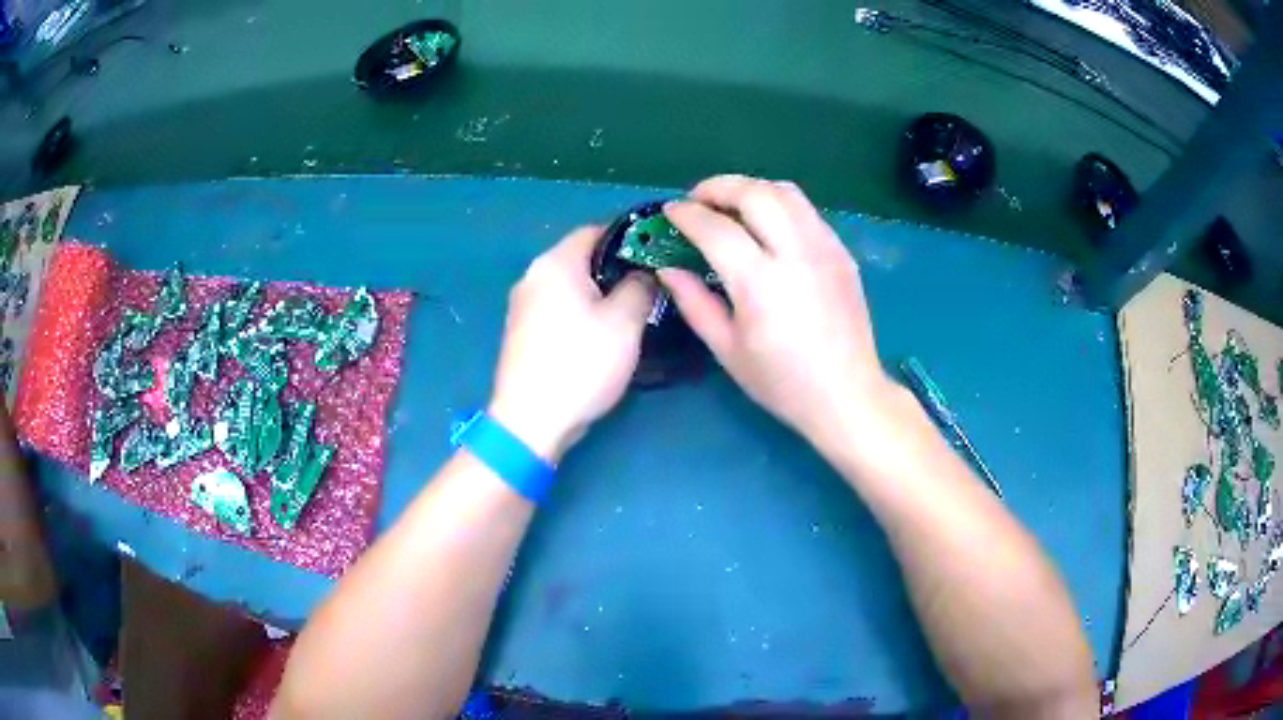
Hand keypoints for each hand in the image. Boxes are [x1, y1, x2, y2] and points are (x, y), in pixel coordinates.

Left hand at [488, 226, 655, 463]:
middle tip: (651, 287)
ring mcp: (522, 305)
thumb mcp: (625, 322)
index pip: (596, 230)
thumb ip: (641, 286)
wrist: (531, 420)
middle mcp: (532, 275)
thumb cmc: (580, 364)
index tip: (658, 256)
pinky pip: (558, 307)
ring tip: (631, 312)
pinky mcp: (521, 331)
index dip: (631, 239)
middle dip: (617, 269)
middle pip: (581, 257)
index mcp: (555, 262)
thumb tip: (645, 273)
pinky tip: (600, 334)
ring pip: (570, 285)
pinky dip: (581, 312)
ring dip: (600, 293)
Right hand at [661, 175, 892, 439]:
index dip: (687, 214)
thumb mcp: (727, 350)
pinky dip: (779, 204)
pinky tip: (767, 226)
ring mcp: (825, 248)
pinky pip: (806, 211)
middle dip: (718, 186)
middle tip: (697, 199)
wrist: (847, 394)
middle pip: (754, 193)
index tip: (670, 211)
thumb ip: (694, 303)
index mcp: (760, 283)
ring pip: (785, 192)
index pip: (716, 228)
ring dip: (751, 188)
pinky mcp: (842, 252)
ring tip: (731, 205)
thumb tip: (666, 268)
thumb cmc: (782, 382)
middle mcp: (795, 253)